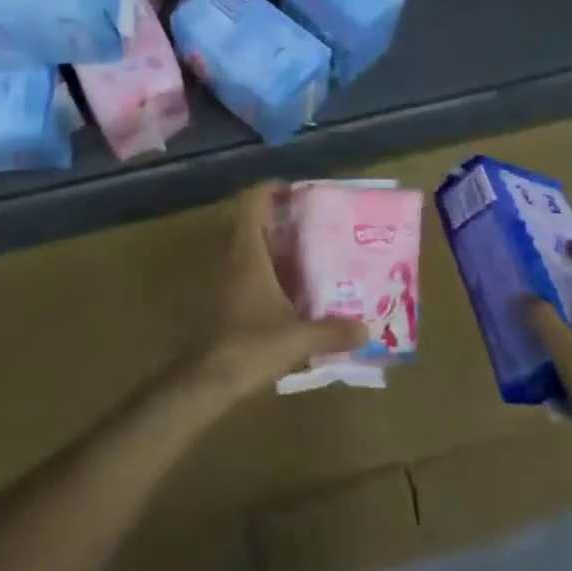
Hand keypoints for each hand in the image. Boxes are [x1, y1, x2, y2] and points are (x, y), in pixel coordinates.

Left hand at [187, 183, 366, 402]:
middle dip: (276, 221)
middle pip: (249, 223)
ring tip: (301, 257)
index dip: (271, 190)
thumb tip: (367, 330)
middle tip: (308, 226)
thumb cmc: (250, 345)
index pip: (253, 203)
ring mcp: (218, 279)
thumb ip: (333, 331)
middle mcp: (229, 258)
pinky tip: (282, 292)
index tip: (296, 193)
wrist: (204, 380)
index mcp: (247, 253)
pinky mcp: (215, 301)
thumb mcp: (298, 338)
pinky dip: (259, 272)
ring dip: (267, 247)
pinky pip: (238, 272)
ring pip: (242, 249)